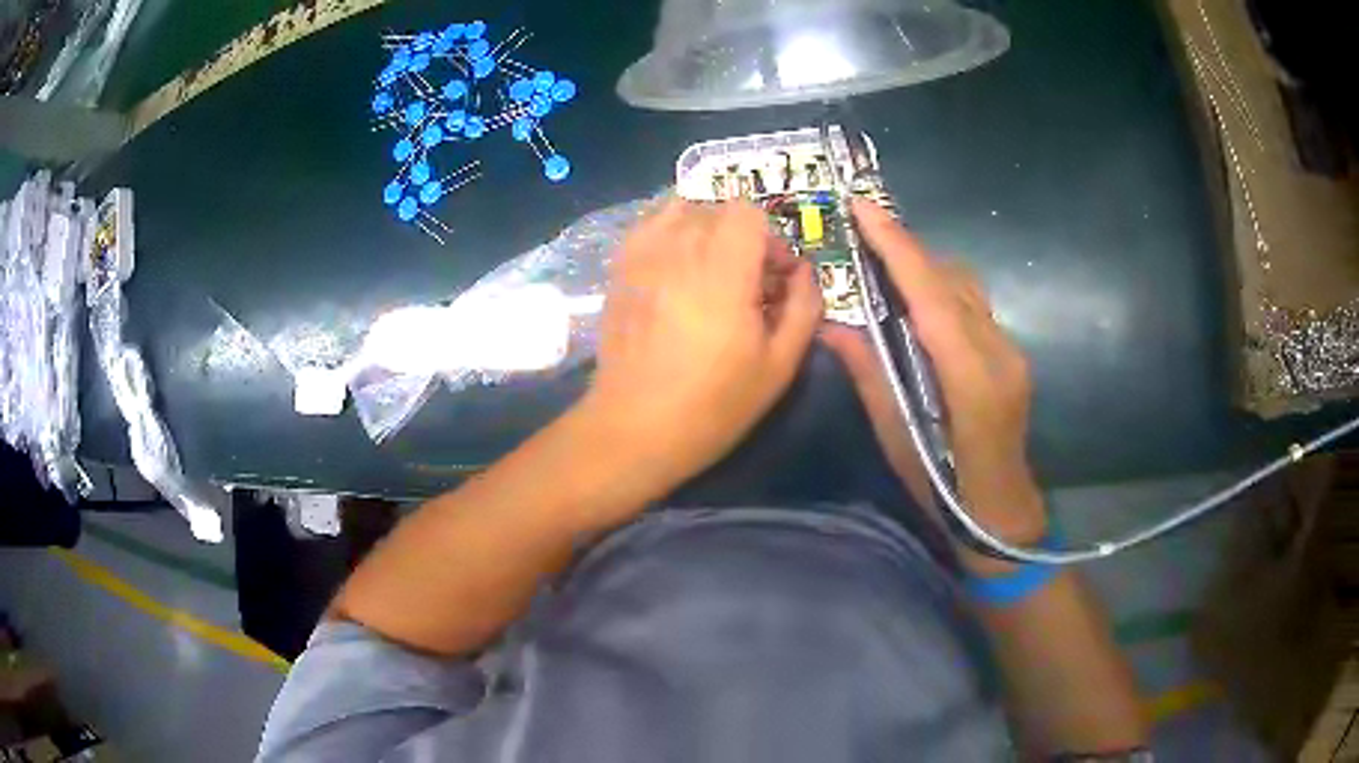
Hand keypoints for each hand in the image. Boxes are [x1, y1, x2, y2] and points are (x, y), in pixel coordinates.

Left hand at [579, 198, 822, 494]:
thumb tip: (806, 272)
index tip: (775, 279)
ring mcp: (641, 255)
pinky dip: (671, 234)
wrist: (634, 428)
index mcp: (723, 270)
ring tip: (711, 272)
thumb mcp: (779, 366)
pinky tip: (677, 271)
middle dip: (742, 237)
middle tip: (748, 283)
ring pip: (681, 210)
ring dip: (706, 230)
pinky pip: (648, 225)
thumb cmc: (713, 405)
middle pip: (718, 209)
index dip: (771, 239)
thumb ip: (803, 307)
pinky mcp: (619, 269)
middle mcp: (678, 249)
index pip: (748, 211)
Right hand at [820, 200, 1046, 563]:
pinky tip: (919, 304)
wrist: (1001, 512)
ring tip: (886, 264)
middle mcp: (998, 353)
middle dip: (907, 249)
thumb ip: (870, 374)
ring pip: (967, 288)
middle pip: (951, 281)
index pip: (932, 296)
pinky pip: (974, 306)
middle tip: (864, 232)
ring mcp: (1010, 351)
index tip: (865, 207)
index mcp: (970, 379)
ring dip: (926, 268)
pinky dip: (942, 291)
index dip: (898, 246)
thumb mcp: (898, 437)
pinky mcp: (1012, 354)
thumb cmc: (944, 489)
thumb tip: (832, 325)